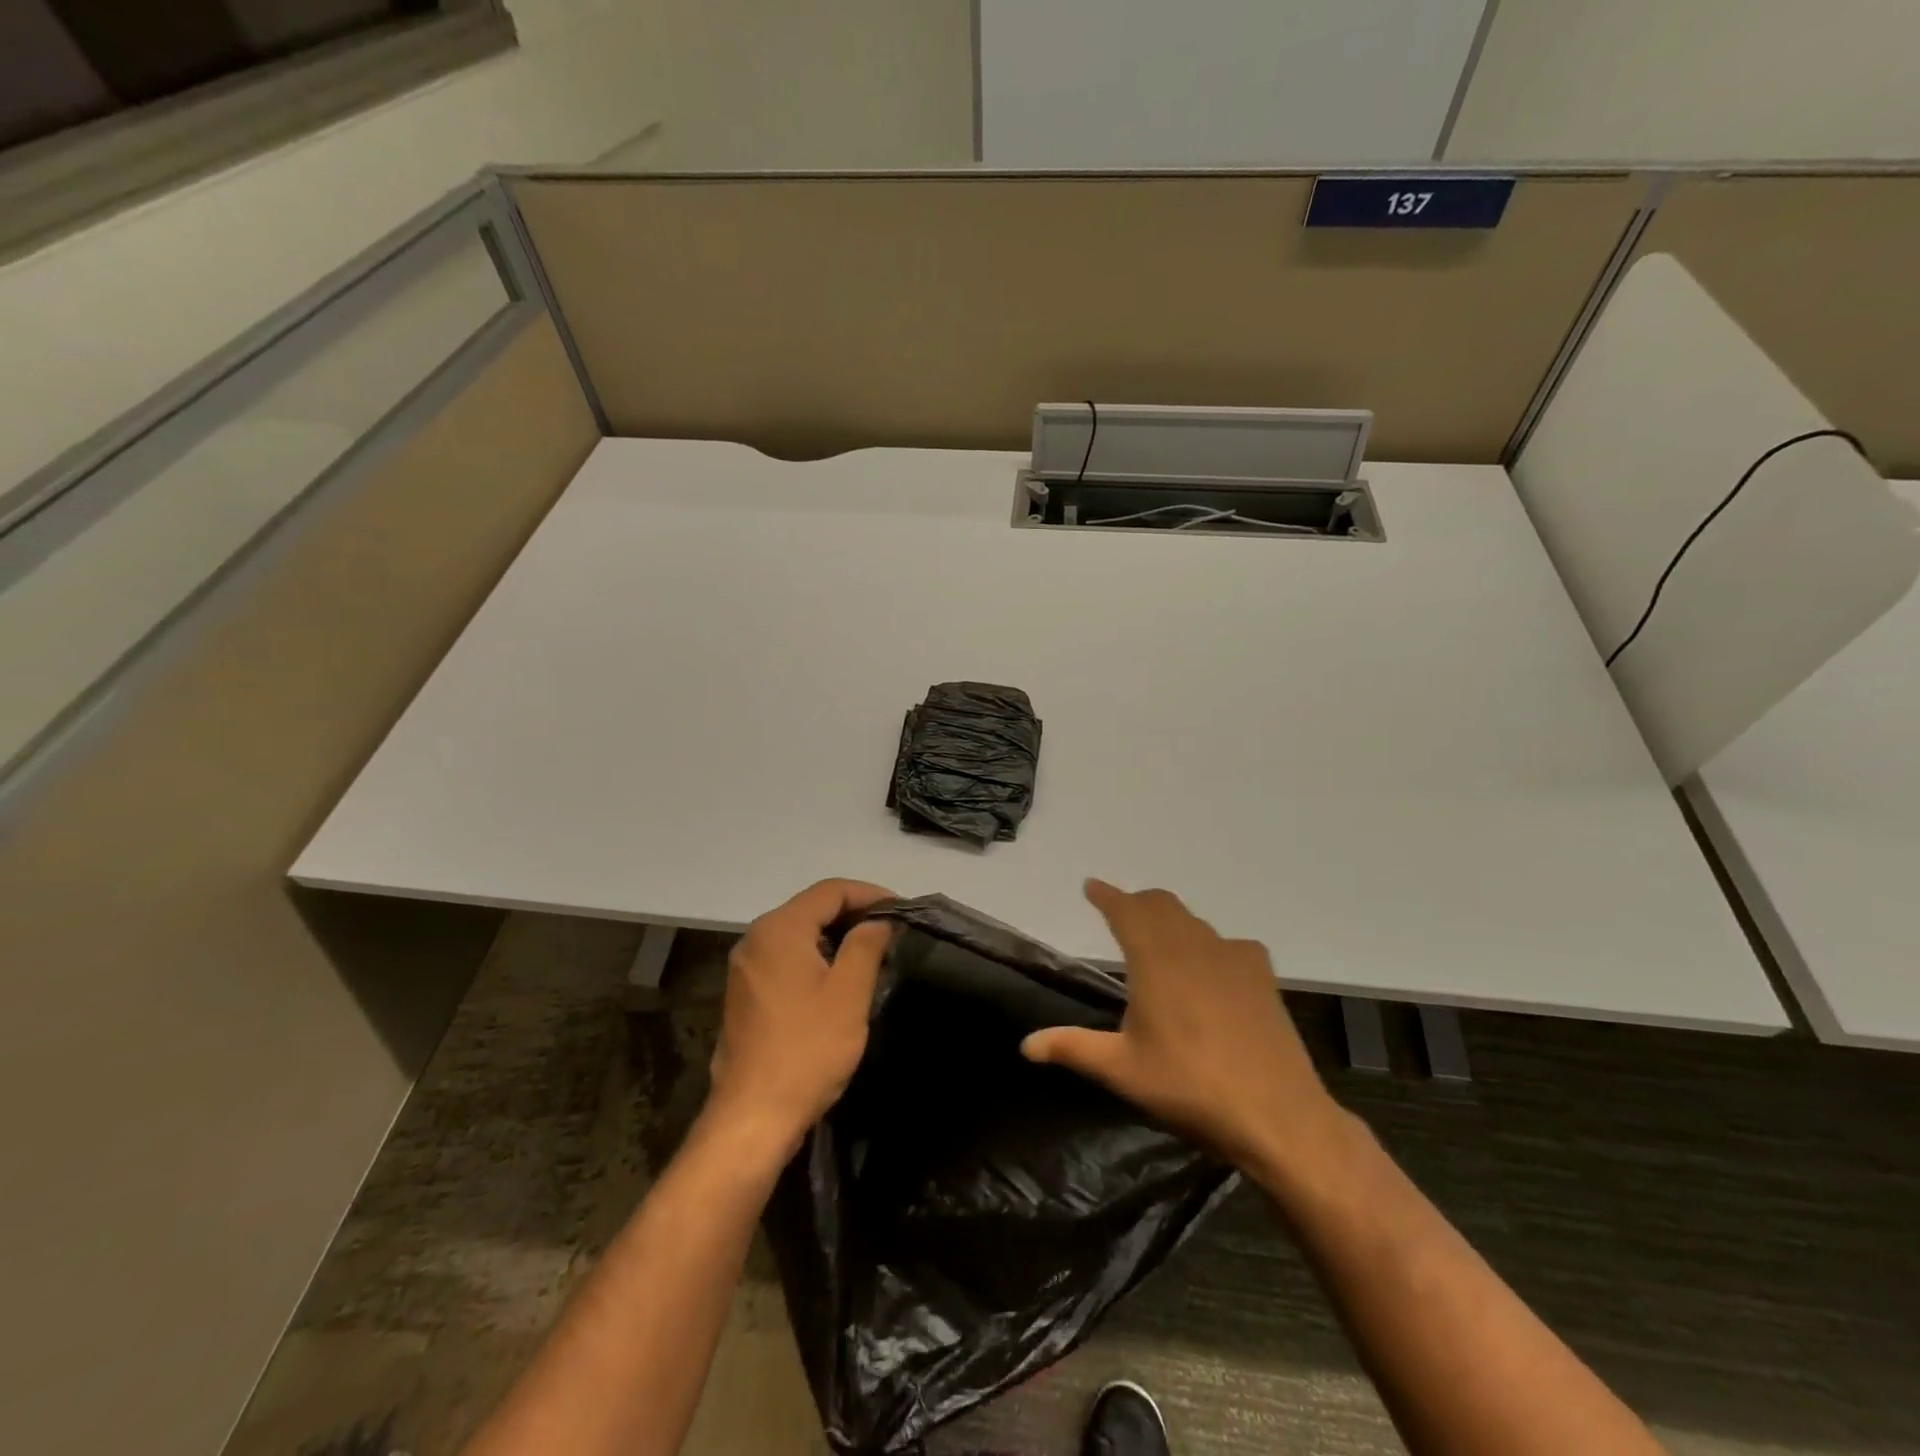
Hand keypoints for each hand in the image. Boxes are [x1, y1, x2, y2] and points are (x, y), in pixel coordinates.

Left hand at [704, 879, 894, 1163]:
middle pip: (811, 909)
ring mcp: (745, 968)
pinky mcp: (744, 995)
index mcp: (779, 929)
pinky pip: (785, 960)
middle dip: (853, 915)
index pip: (830, 890)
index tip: (901, 910)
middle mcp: (755, 939)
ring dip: (835, 938)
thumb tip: (878, 921)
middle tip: (891, 933)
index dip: (870, 894)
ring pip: (798, 935)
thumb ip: (866, 945)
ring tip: (871, 955)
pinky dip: (815, 959)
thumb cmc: (807, 1049)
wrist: (752, 1118)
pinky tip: (838, 982)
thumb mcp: (849, 992)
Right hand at [1021, 880, 1344, 1172]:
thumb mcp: (1121, 1070)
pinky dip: (1210, 944)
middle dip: (1137, 903)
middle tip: (1119, 911)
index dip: (1106, 895)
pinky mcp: (1262, 978)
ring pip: (1194, 922)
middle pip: (1161, 905)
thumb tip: (1025, 1045)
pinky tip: (1212, 967)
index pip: (1125, 910)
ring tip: (1159, 939)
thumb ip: (1072, 1048)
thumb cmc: (1189, 1087)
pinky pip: (1230, 944)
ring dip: (1171, 920)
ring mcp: (1233, 958)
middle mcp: (1193, 946)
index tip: (1091, 886)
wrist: (1276, 1115)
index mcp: (1155, 960)